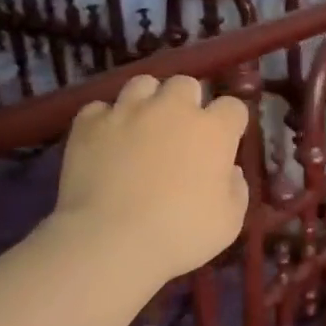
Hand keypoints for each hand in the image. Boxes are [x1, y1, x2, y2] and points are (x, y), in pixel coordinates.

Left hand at [54, 75, 249, 282]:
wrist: (110, 241)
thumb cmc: (180, 234)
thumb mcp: (229, 222)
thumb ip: (236, 189)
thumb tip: (228, 171)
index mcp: (213, 131)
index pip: (233, 107)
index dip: (230, 123)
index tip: (225, 142)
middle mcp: (172, 109)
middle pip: (186, 84)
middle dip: (187, 102)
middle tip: (181, 131)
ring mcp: (127, 111)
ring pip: (143, 84)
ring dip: (148, 100)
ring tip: (142, 126)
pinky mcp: (88, 124)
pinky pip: (99, 108)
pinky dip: (105, 121)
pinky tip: (105, 141)